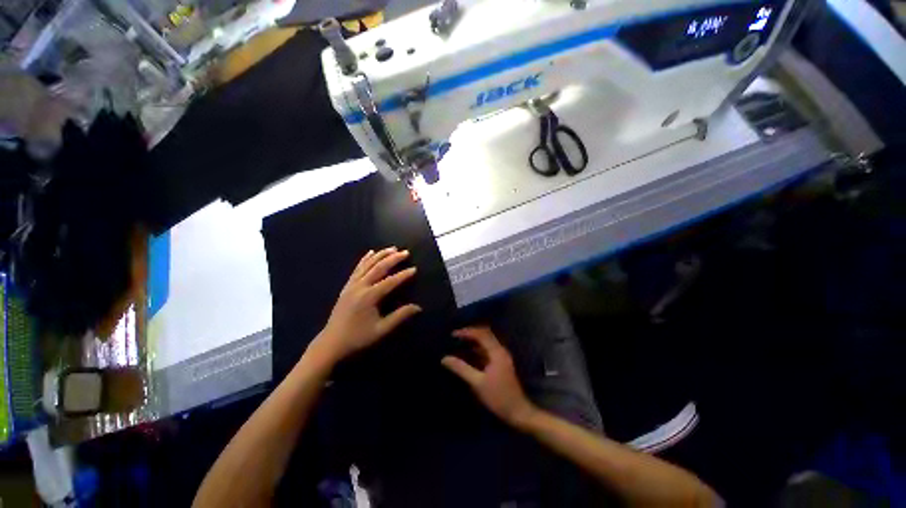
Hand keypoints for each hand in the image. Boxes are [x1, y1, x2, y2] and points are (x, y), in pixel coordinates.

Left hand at [312, 247, 420, 363]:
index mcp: (369, 297)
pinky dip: (365, 259)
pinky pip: (357, 268)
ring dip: (380, 255)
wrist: (332, 342)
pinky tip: (371, 252)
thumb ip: (400, 316)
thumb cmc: (358, 337)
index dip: (403, 275)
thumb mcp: (381, 329)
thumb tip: (418, 307)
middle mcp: (360, 287)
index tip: (414, 269)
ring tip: (392, 248)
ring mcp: (352, 285)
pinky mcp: (347, 286)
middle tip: (406, 252)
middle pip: (379, 268)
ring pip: (367, 265)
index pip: (390, 281)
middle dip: (393, 259)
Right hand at [441, 326, 536, 428]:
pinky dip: (477, 349)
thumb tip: (445, 358)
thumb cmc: (498, 397)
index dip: (467, 332)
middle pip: (485, 334)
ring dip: (474, 341)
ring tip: (459, 343)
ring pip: (486, 342)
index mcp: (497, 352)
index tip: (453, 334)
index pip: (481, 334)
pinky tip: (468, 354)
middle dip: (470, 333)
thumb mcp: (477, 383)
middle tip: (456, 337)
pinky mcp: (501, 364)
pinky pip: (487, 350)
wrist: (518, 412)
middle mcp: (500, 350)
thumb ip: (461, 369)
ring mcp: (501, 357)